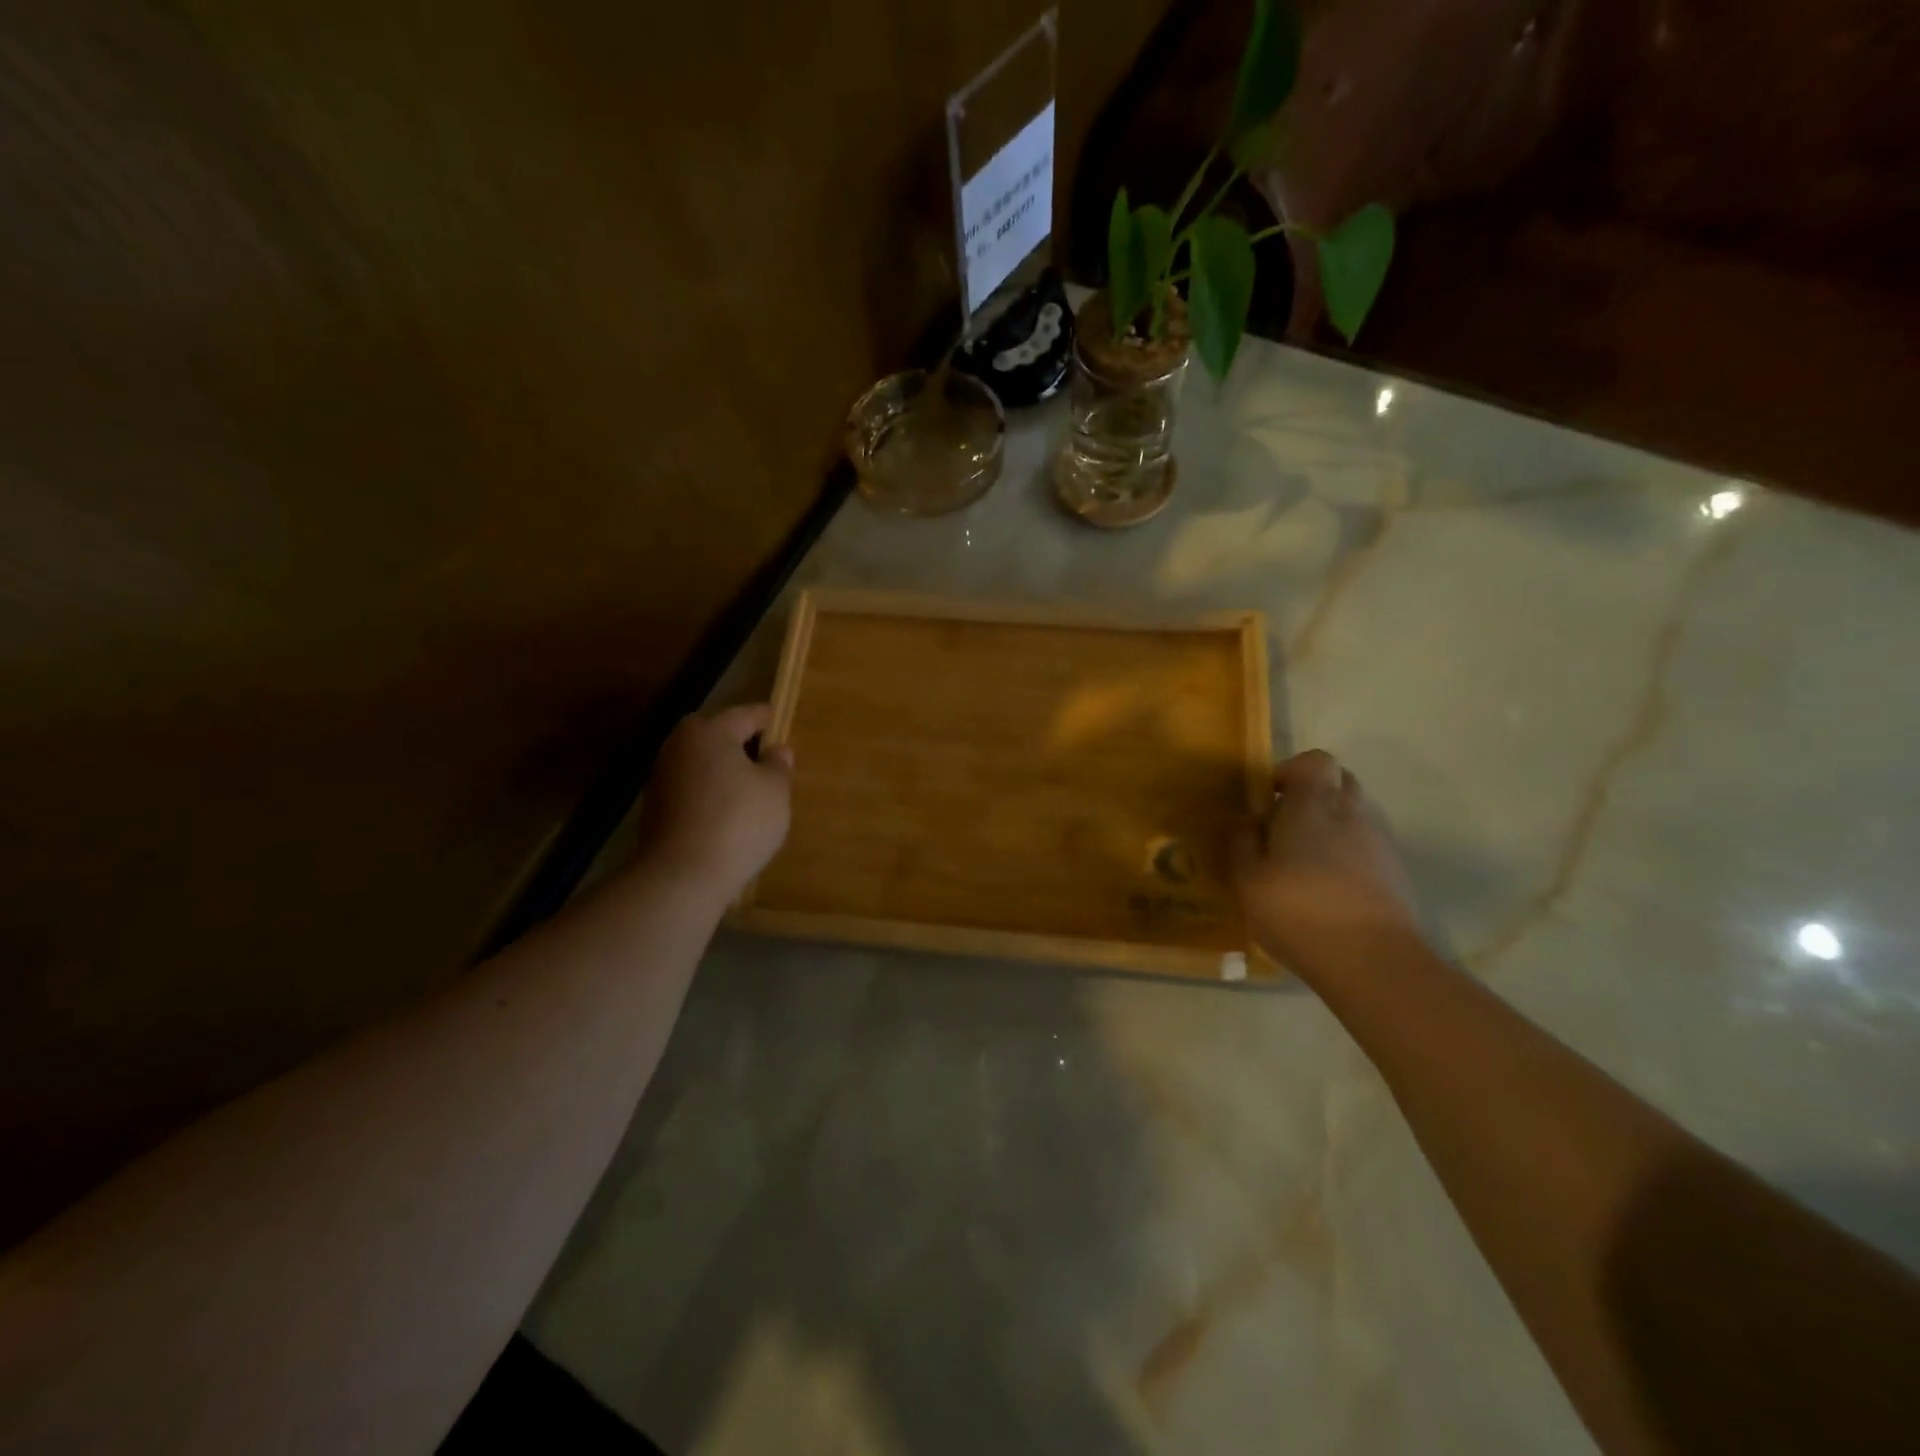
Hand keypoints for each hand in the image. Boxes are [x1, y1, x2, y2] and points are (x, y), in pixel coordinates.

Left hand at [636, 704, 793, 898]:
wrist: (682, 876)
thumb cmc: (738, 821)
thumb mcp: (775, 791)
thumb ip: (779, 764)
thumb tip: (776, 750)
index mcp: (709, 730)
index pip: (748, 714)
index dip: (771, 721)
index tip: (787, 728)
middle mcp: (680, 744)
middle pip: (721, 736)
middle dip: (746, 746)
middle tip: (773, 763)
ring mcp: (662, 776)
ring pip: (705, 764)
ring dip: (728, 772)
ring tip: (754, 792)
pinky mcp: (656, 808)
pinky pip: (694, 790)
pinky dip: (712, 795)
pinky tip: (730, 815)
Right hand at [1231, 749, 1424, 974]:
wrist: (1373, 961)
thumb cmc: (1299, 911)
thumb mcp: (1248, 880)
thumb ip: (1243, 843)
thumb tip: (1249, 823)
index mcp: (1314, 805)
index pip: (1315, 761)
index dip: (1292, 771)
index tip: (1271, 799)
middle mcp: (1352, 814)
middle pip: (1339, 782)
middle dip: (1313, 796)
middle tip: (1285, 828)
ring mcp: (1380, 843)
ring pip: (1354, 816)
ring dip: (1331, 827)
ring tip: (1304, 864)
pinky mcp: (1396, 874)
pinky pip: (1366, 847)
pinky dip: (1347, 855)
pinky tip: (1328, 889)